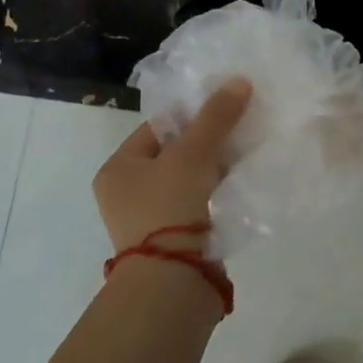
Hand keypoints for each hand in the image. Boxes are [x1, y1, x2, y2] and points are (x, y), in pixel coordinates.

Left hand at [92, 79, 251, 254]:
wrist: (172, 282)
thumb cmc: (169, 206)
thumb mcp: (193, 153)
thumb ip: (216, 117)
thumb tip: (240, 81)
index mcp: (117, 168)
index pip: (157, 127)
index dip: (191, 114)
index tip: (224, 106)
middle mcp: (126, 193)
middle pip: (173, 153)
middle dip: (206, 141)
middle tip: (239, 128)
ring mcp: (148, 219)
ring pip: (187, 179)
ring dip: (213, 168)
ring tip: (244, 152)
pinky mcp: (172, 240)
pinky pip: (196, 204)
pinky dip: (215, 193)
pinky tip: (238, 184)